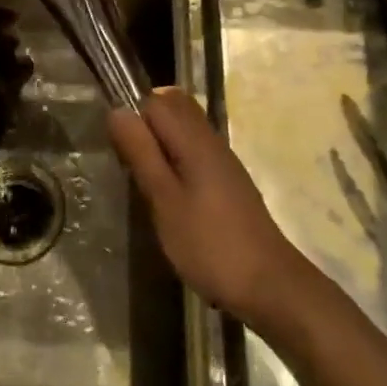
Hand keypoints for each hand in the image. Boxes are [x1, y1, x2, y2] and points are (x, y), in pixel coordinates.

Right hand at [107, 88, 310, 327]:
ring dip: (161, 145)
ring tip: (149, 184)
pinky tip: (172, 197)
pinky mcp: (229, 181)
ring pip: (185, 130)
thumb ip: (142, 154)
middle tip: (133, 165)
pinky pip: (196, 151)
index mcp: (195, 139)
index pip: (156, 101)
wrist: (269, 285)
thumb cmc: (210, 244)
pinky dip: (178, 161)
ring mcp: (223, 160)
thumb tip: (117, 110)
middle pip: (174, 108)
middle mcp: (211, 140)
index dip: (133, 118)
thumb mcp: (165, 201)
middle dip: (147, 126)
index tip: (122, 154)